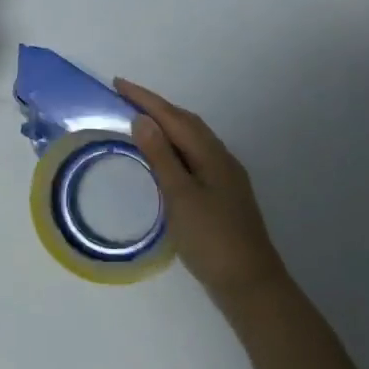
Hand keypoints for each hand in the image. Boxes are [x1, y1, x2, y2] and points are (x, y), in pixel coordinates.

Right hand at [116, 79, 289, 313]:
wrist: (251, 285)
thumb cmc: (212, 240)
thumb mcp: (181, 196)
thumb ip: (161, 157)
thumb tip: (143, 120)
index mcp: (211, 155)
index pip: (174, 117)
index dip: (145, 99)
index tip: (118, 83)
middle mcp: (221, 159)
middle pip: (186, 123)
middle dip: (156, 107)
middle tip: (124, 98)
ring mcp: (225, 177)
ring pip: (192, 139)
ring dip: (166, 125)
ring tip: (139, 122)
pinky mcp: (222, 195)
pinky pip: (194, 156)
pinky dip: (173, 147)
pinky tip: (163, 159)